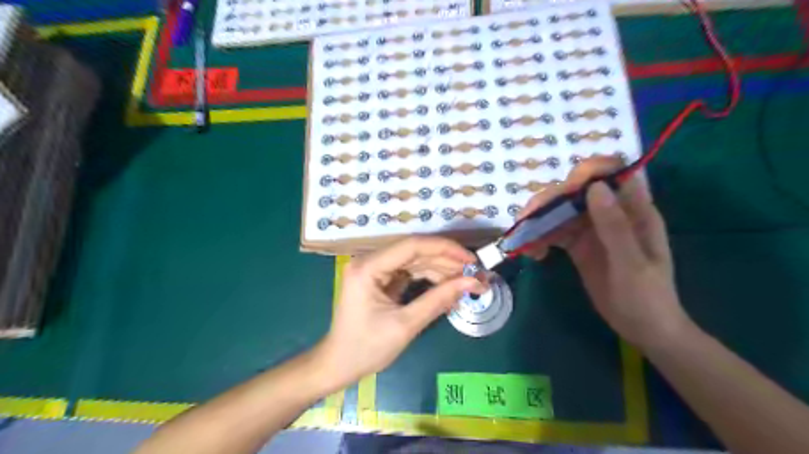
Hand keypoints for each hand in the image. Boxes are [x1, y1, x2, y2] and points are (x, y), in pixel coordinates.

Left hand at [316, 236, 481, 388]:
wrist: (339, 365)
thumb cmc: (366, 348)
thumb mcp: (405, 325)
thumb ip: (439, 299)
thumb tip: (472, 282)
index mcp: (368, 267)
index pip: (412, 246)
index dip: (445, 249)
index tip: (472, 260)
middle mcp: (370, 261)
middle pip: (415, 252)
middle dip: (447, 261)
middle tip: (476, 274)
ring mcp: (375, 269)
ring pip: (415, 261)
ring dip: (441, 270)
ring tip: (467, 282)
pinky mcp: (380, 279)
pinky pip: (410, 272)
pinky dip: (430, 279)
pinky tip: (449, 288)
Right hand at [522, 158, 690, 348]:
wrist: (644, 329)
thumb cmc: (647, 298)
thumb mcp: (631, 264)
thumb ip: (615, 226)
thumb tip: (594, 187)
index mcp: (633, 210)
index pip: (612, 174)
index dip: (588, 172)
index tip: (565, 189)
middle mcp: (610, 213)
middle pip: (576, 191)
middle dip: (550, 200)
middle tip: (528, 219)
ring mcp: (592, 229)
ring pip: (561, 210)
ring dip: (539, 220)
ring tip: (525, 240)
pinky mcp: (578, 245)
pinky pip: (555, 232)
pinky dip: (540, 238)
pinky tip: (533, 254)